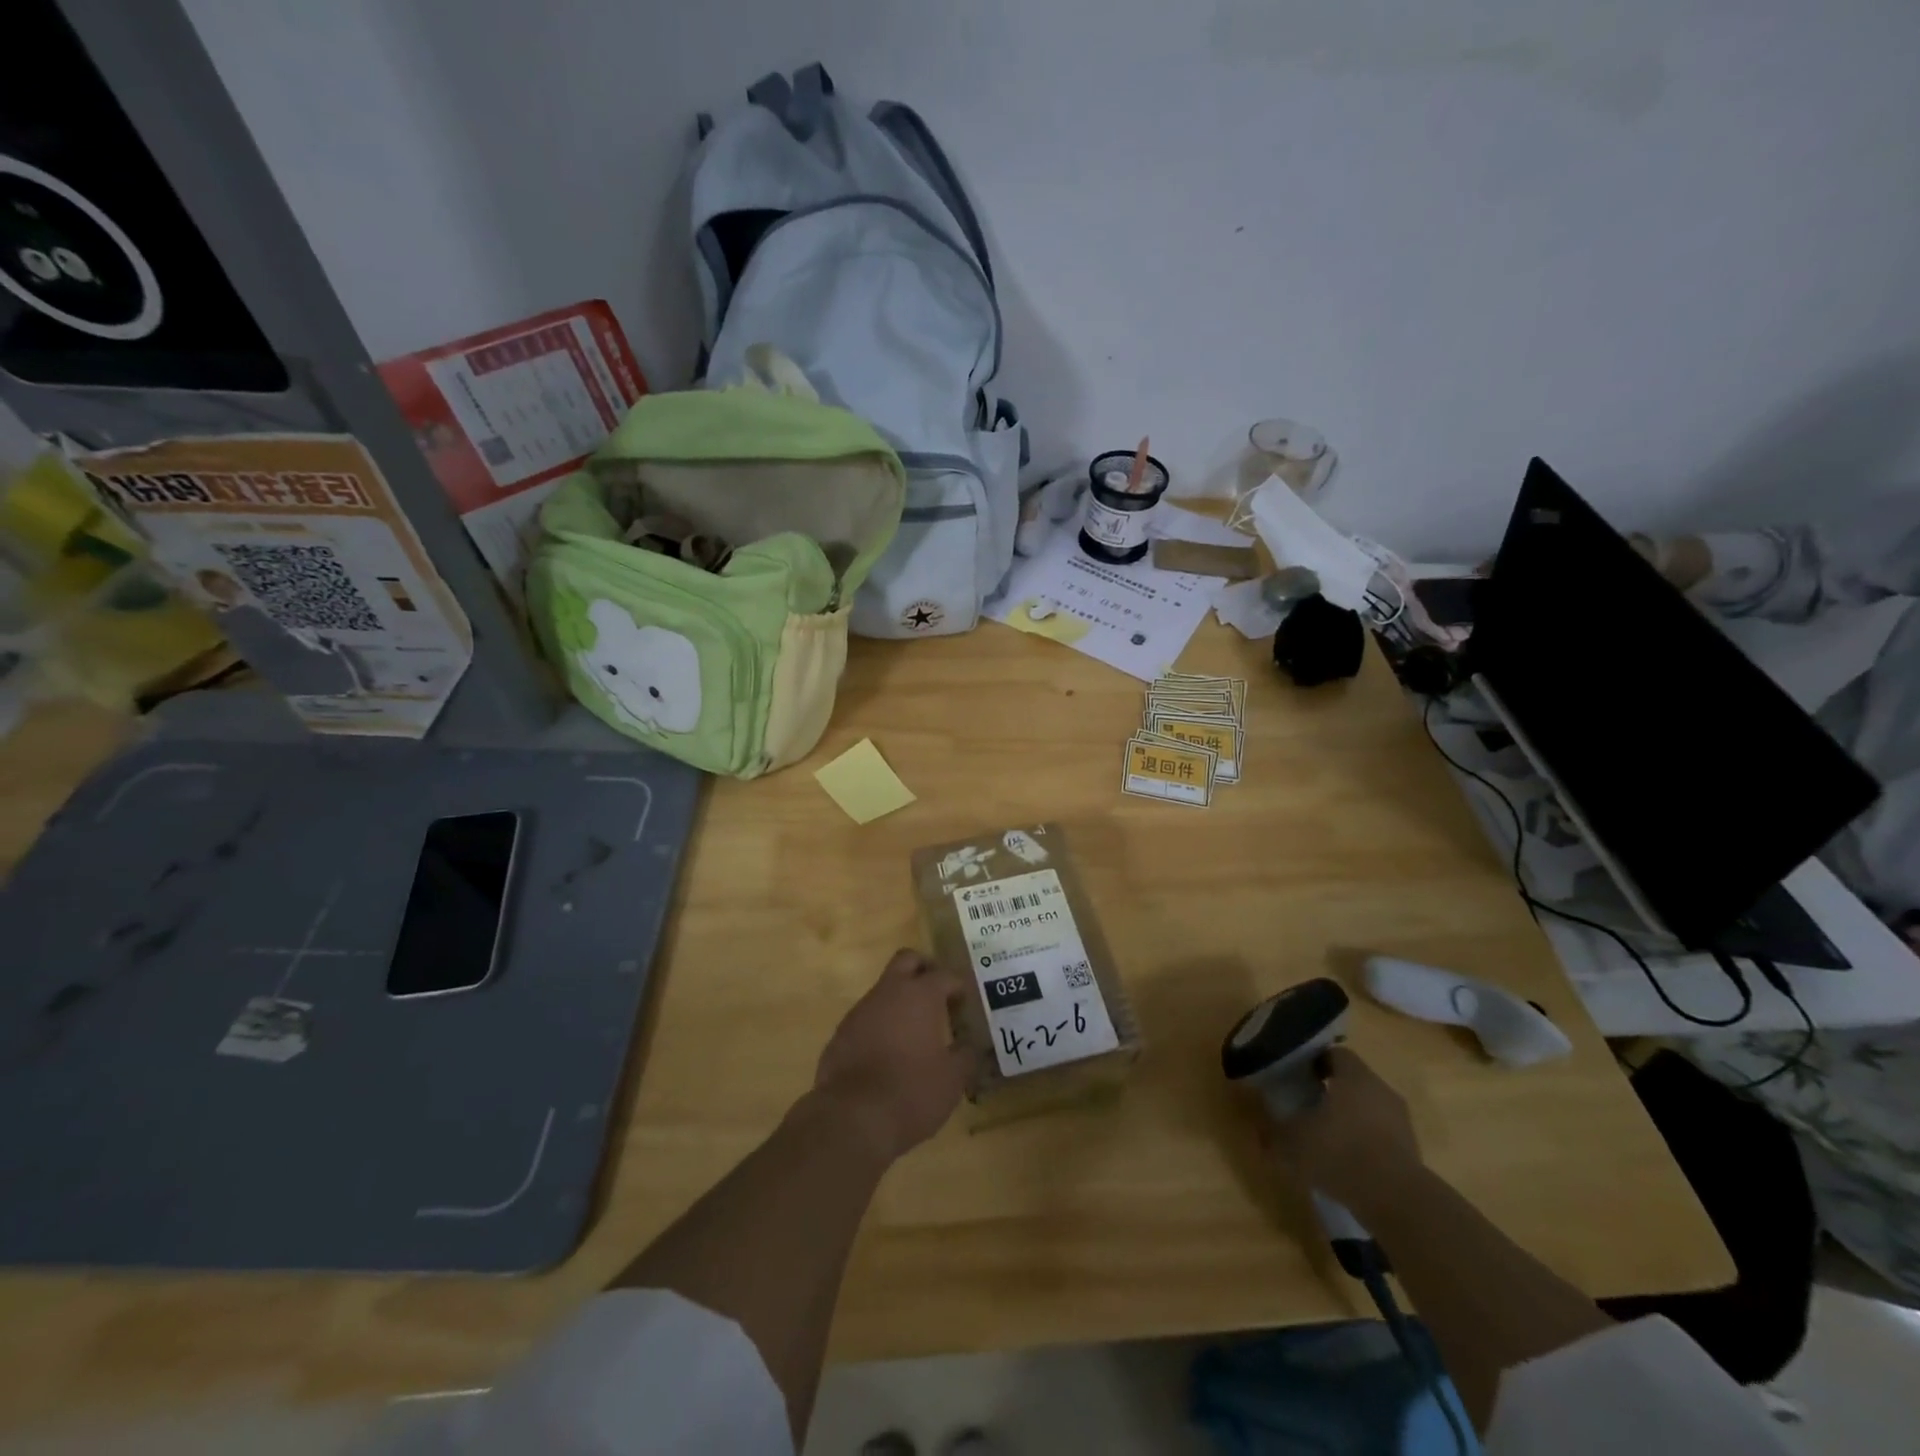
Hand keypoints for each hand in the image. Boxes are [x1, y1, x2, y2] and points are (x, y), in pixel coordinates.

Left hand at [812, 949, 972, 1163]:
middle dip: (924, 970)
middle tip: (938, 995)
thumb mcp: (953, 1079)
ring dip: (900, 1001)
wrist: (852, 1118)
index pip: (944, 975)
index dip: (958, 987)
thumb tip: (970, 1046)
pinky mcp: (841, 1033)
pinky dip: (880, 1026)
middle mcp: (889, 993)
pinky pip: (866, 1017)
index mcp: (920, 995)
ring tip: (915, 1032)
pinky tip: (888, 1054)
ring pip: (884, 989)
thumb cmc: (912, 1092)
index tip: (965, 1005)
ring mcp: (860, 1010)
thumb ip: (966, 1056)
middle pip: (907, 960)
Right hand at [1266, 1047, 1424, 1216]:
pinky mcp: (1411, 1151)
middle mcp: (1381, 1090)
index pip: (1334, 1053)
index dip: (1313, 1062)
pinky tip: (1346, 1163)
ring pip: (1368, 1109)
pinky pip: (1381, 1136)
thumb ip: (1273, 1131)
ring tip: (1325, 1137)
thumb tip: (1259, 1131)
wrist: (1398, 1202)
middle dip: (1330, 1091)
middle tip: (1306, 1105)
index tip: (1296, 1076)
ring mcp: (1401, 1121)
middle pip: (1353, 1081)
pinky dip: (1364, 1143)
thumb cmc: (1340, 1153)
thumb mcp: (1292, 1141)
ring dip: (1349, 1118)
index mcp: (1354, 1076)